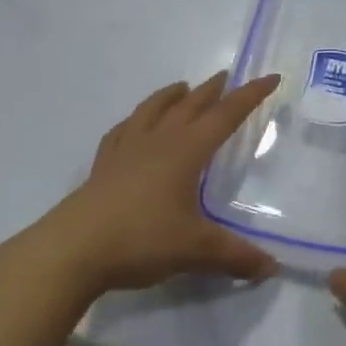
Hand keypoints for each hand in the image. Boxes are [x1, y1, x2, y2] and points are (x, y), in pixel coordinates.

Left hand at [34, 72, 281, 297]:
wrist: (72, 249)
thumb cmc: (141, 240)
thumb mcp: (196, 250)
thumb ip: (236, 256)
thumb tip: (272, 268)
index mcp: (185, 151)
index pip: (225, 115)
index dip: (250, 96)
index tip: (270, 77)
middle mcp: (158, 141)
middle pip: (190, 106)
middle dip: (212, 91)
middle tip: (226, 77)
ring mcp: (126, 151)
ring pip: (153, 110)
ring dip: (171, 96)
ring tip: (182, 88)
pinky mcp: (103, 166)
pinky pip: (122, 131)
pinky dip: (135, 120)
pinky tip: (134, 125)